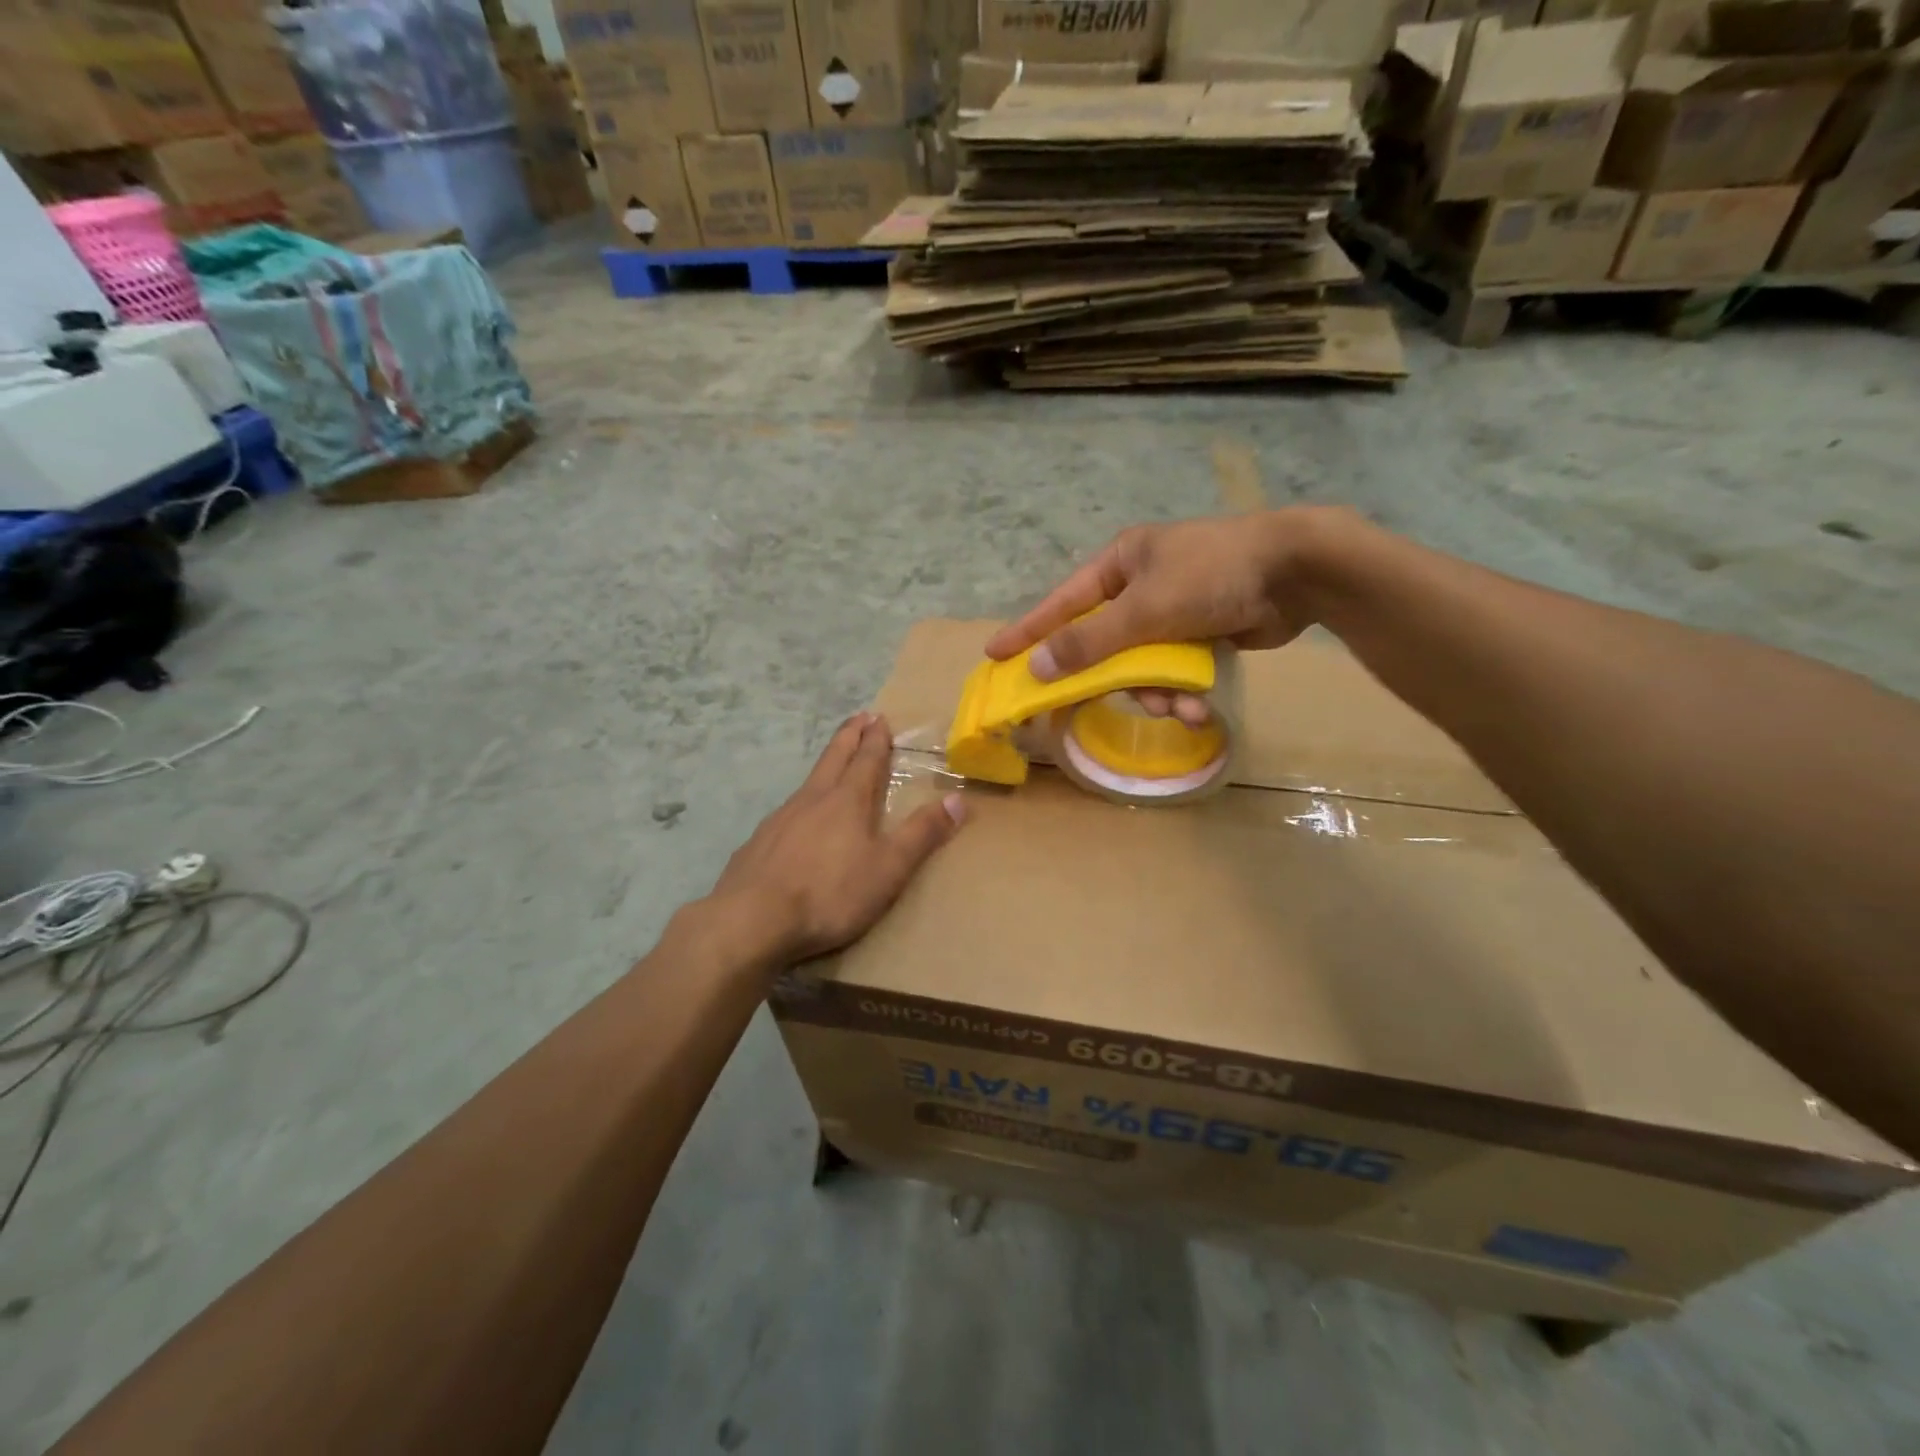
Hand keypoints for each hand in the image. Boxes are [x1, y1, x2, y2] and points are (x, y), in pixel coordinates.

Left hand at [710, 712, 964, 963]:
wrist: (752, 919)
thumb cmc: (830, 893)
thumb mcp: (889, 868)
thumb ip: (922, 834)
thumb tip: (958, 800)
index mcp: (848, 801)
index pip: (866, 760)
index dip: (876, 739)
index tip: (879, 718)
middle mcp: (813, 800)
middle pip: (833, 758)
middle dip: (849, 737)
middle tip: (858, 717)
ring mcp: (781, 819)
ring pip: (809, 782)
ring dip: (825, 765)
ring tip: (833, 763)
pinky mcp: (759, 842)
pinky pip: (787, 811)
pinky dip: (802, 801)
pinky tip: (798, 819)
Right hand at [983, 511, 1329, 720]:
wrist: (1298, 572)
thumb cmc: (1212, 576)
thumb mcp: (1145, 609)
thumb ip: (1090, 642)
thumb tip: (1038, 666)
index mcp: (1121, 564)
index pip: (1061, 603)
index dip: (1028, 631)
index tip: (995, 654)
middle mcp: (1141, 586)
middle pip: (1104, 643)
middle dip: (1114, 678)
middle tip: (1091, 707)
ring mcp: (1173, 610)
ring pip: (1142, 665)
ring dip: (1158, 692)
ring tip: (1179, 708)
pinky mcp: (1202, 633)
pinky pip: (1175, 670)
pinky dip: (1183, 691)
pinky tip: (1199, 709)